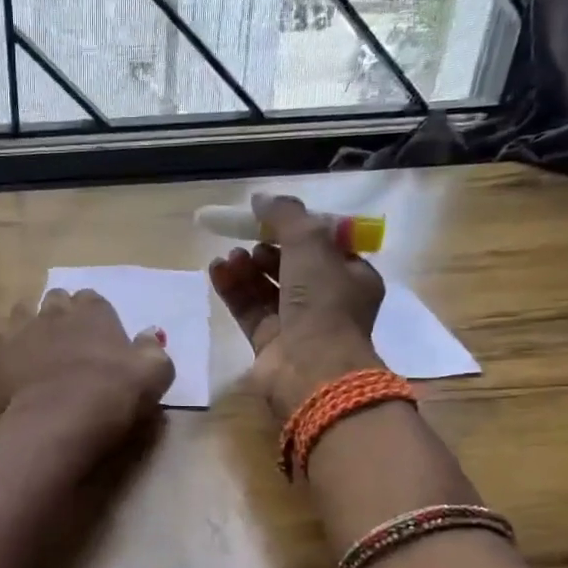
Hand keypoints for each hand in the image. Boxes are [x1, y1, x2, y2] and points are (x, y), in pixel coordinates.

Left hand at [0, 288, 174, 458]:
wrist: (61, 421)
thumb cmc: (112, 397)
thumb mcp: (153, 375)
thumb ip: (153, 350)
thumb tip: (150, 334)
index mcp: (96, 314)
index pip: (95, 303)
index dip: (96, 319)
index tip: (99, 339)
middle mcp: (58, 312)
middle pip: (59, 301)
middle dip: (63, 314)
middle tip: (69, 340)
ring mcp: (24, 328)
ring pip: (24, 309)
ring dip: (30, 316)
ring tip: (35, 334)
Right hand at [209, 194, 384, 417]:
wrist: (311, 369)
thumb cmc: (322, 302)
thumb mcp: (311, 244)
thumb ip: (286, 215)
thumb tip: (261, 199)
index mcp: (352, 278)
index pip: (325, 246)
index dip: (298, 230)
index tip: (271, 219)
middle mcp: (326, 301)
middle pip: (291, 266)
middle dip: (266, 250)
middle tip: (246, 240)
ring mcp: (296, 324)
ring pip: (266, 288)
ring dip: (247, 268)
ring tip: (229, 255)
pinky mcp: (268, 342)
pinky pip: (248, 308)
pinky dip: (233, 289)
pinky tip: (216, 271)